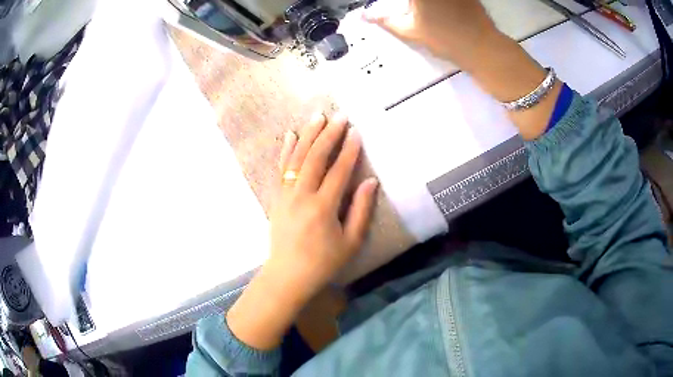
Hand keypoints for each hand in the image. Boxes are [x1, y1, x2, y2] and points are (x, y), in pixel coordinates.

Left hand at [226, 113, 377, 350]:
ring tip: (317, 117)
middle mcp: (302, 196)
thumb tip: (370, 181)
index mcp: (323, 207)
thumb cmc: (323, 262)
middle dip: (329, 134)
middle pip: (315, 157)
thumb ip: (361, 210)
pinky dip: (286, 150)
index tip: (356, 131)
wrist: (288, 275)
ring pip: (296, 158)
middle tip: (339, 116)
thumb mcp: (351, 242)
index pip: (339, 171)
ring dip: (308, 135)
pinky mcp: (276, 197)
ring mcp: (285, 195)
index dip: (349, 150)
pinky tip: (290, 135)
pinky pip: (281, 168)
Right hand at [365, 0, 561, 139]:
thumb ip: (386, 20)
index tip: (395, 9)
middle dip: (410, 3)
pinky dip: (440, 3)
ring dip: (421, 4)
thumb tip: (366, 16)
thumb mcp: (410, 30)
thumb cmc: (445, 39)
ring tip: (422, 11)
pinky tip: (439, 10)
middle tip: (411, 11)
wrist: (482, 47)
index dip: (397, 3)